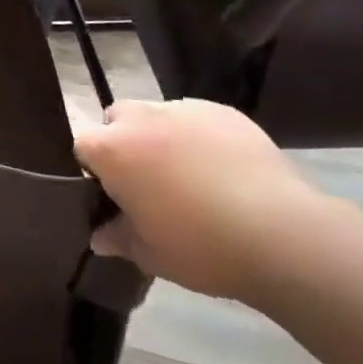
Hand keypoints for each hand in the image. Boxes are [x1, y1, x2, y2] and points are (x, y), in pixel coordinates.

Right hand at [73, 98, 328, 302]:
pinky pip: (197, 118)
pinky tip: (224, 170)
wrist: (281, 233)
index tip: (110, 192)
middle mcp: (140, 118)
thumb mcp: (151, 255)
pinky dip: (200, 137)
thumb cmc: (201, 247)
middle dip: (123, 142)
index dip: (91, 167)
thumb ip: (119, 238)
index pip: (81, 144)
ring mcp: (182, 109)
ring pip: (157, 116)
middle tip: (147, 182)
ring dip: (161, 137)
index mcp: (112, 150)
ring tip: (191, 176)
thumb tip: (100, 237)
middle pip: (116, 119)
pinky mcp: (221, 110)